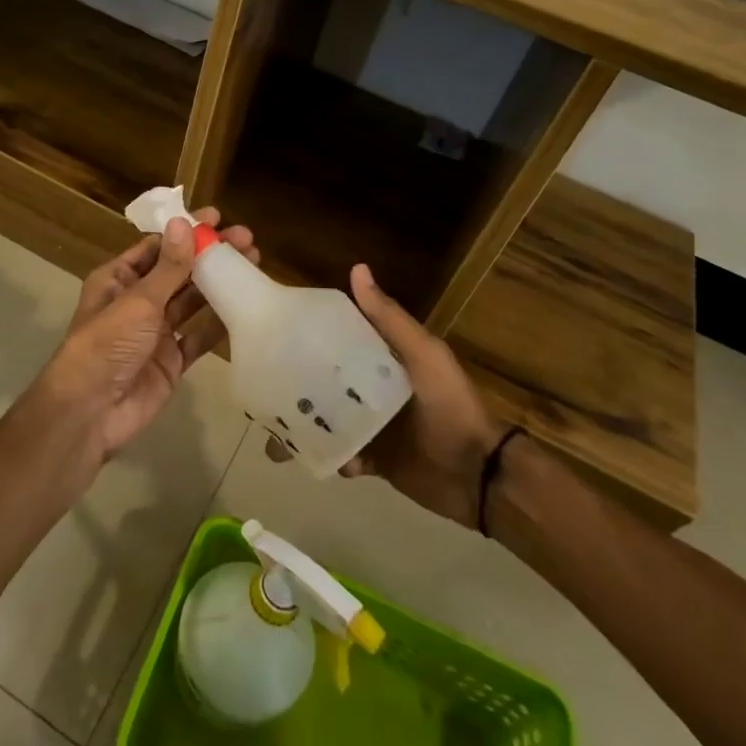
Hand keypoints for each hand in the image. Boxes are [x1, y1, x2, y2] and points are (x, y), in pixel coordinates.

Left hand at [35, 208, 256, 459]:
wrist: (91, 412)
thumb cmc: (107, 344)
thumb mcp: (138, 300)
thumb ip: (168, 267)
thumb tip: (184, 223)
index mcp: (118, 279)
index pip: (157, 247)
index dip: (186, 232)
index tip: (217, 218)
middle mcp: (137, 302)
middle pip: (179, 272)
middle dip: (209, 255)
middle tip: (247, 239)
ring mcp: (155, 333)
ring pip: (192, 302)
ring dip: (218, 284)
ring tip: (253, 264)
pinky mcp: (172, 361)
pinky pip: (199, 337)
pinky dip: (219, 322)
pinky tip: (245, 305)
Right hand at [269, 264, 504, 527]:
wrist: (478, 476)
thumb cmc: (451, 407)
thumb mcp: (424, 356)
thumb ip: (390, 319)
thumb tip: (357, 268)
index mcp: (383, 359)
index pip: (340, 339)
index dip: (311, 335)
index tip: (277, 333)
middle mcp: (372, 389)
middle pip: (326, 382)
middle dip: (298, 387)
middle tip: (268, 389)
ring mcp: (372, 427)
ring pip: (327, 421)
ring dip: (306, 426)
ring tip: (279, 434)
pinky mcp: (373, 460)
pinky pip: (341, 457)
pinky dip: (330, 458)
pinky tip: (320, 460)